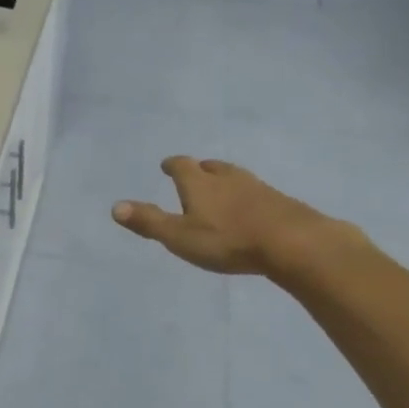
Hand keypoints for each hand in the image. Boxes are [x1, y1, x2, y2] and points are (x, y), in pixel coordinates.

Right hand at [112, 156, 350, 276]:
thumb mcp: (179, 236)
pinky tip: (249, 208)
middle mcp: (227, 178)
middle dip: (200, 169)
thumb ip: (149, 222)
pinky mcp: (280, 202)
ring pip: (236, 177)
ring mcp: (257, 187)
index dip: (172, 165)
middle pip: (211, 166)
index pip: (181, 165)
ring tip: (221, 187)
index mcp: (199, 183)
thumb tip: (115, 206)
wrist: (293, 242)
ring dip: (224, 179)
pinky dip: (246, 195)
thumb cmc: (228, 240)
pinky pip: (257, 192)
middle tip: (195, 173)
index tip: (166, 165)